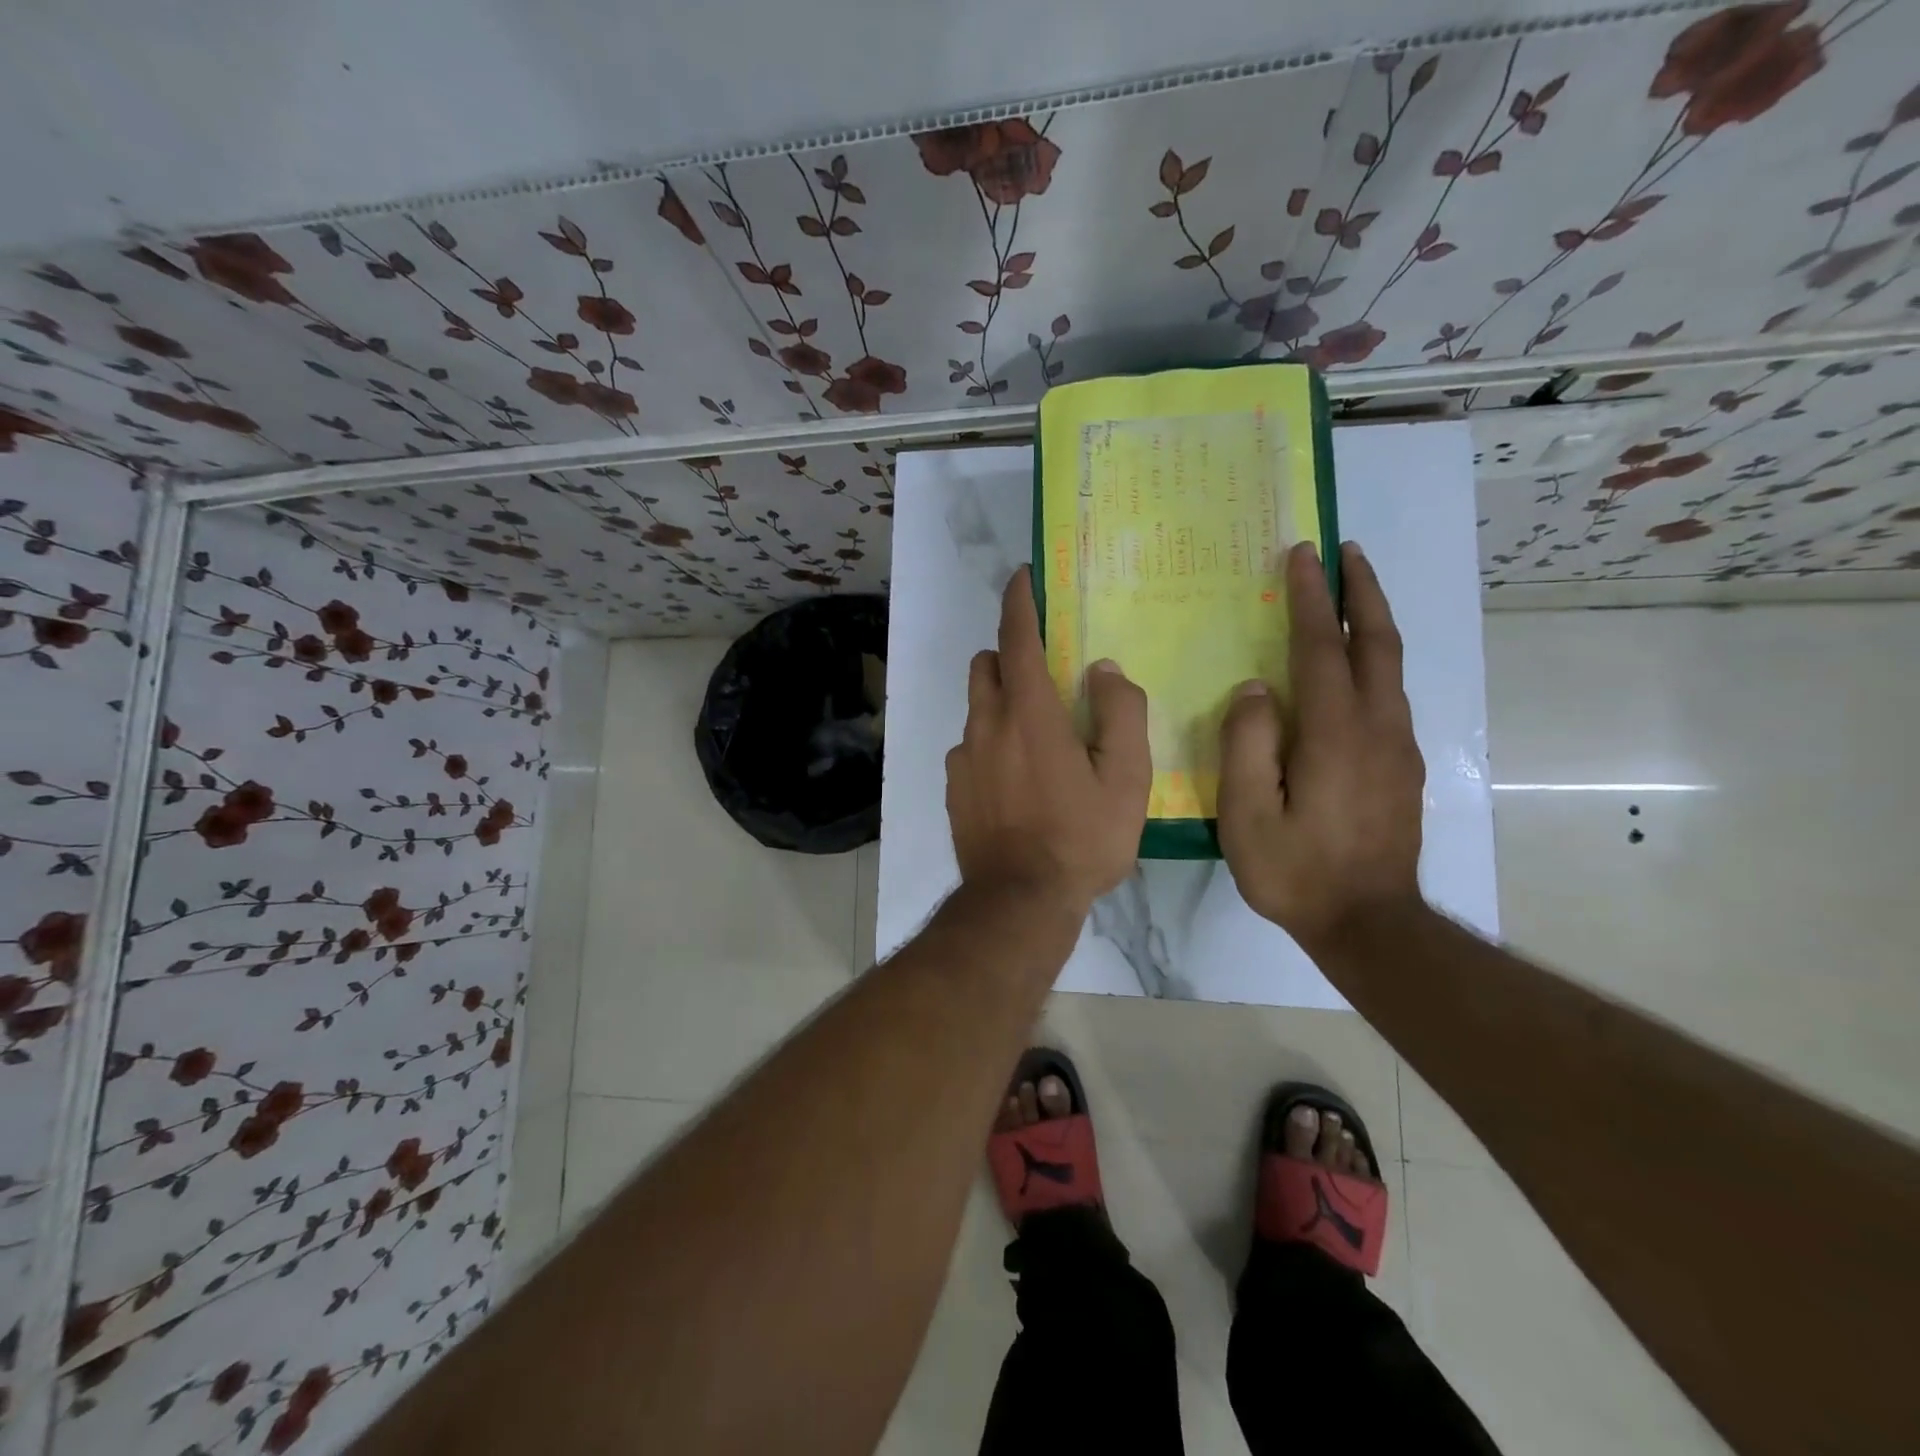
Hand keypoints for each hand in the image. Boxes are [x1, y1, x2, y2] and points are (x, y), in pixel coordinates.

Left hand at [946, 567, 1149, 916]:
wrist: (1019, 901)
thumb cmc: (1081, 839)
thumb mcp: (1126, 779)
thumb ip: (1120, 714)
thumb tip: (1103, 671)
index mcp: (1029, 714)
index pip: (1017, 638)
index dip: (1019, 602)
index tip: (1022, 577)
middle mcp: (986, 725)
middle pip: (987, 666)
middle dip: (1009, 655)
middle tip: (1045, 676)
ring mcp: (963, 758)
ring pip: (976, 707)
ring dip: (1000, 701)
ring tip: (1036, 737)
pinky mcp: (954, 787)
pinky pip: (970, 746)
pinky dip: (990, 742)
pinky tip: (1016, 780)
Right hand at [1217, 541, 1425, 953]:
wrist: (1370, 925)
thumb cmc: (1297, 872)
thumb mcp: (1248, 815)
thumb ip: (1247, 745)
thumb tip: (1255, 690)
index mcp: (1335, 735)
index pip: (1321, 649)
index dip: (1310, 599)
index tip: (1302, 555)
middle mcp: (1377, 729)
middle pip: (1376, 643)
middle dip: (1361, 592)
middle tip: (1346, 550)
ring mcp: (1398, 748)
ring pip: (1391, 667)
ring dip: (1371, 621)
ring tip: (1350, 593)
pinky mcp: (1403, 767)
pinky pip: (1390, 694)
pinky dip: (1374, 659)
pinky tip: (1355, 665)